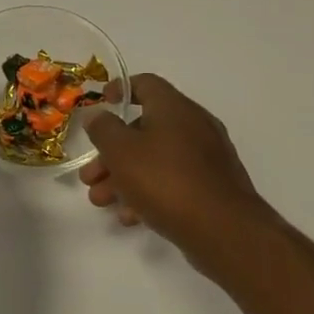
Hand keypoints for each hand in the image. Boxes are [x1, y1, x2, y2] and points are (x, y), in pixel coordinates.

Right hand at [81, 74, 278, 264]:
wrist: (223, 230)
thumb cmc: (165, 180)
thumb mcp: (121, 151)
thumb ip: (103, 129)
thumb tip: (97, 115)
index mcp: (174, 108)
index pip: (146, 84)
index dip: (121, 89)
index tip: (102, 102)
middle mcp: (194, 126)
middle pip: (144, 130)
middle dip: (111, 153)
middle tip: (89, 176)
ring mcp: (207, 158)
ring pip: (156, 159)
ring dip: (124, 177)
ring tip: (101, 201)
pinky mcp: (212, 187)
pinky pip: (173, 181)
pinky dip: (149, 193)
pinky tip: (130, 217)